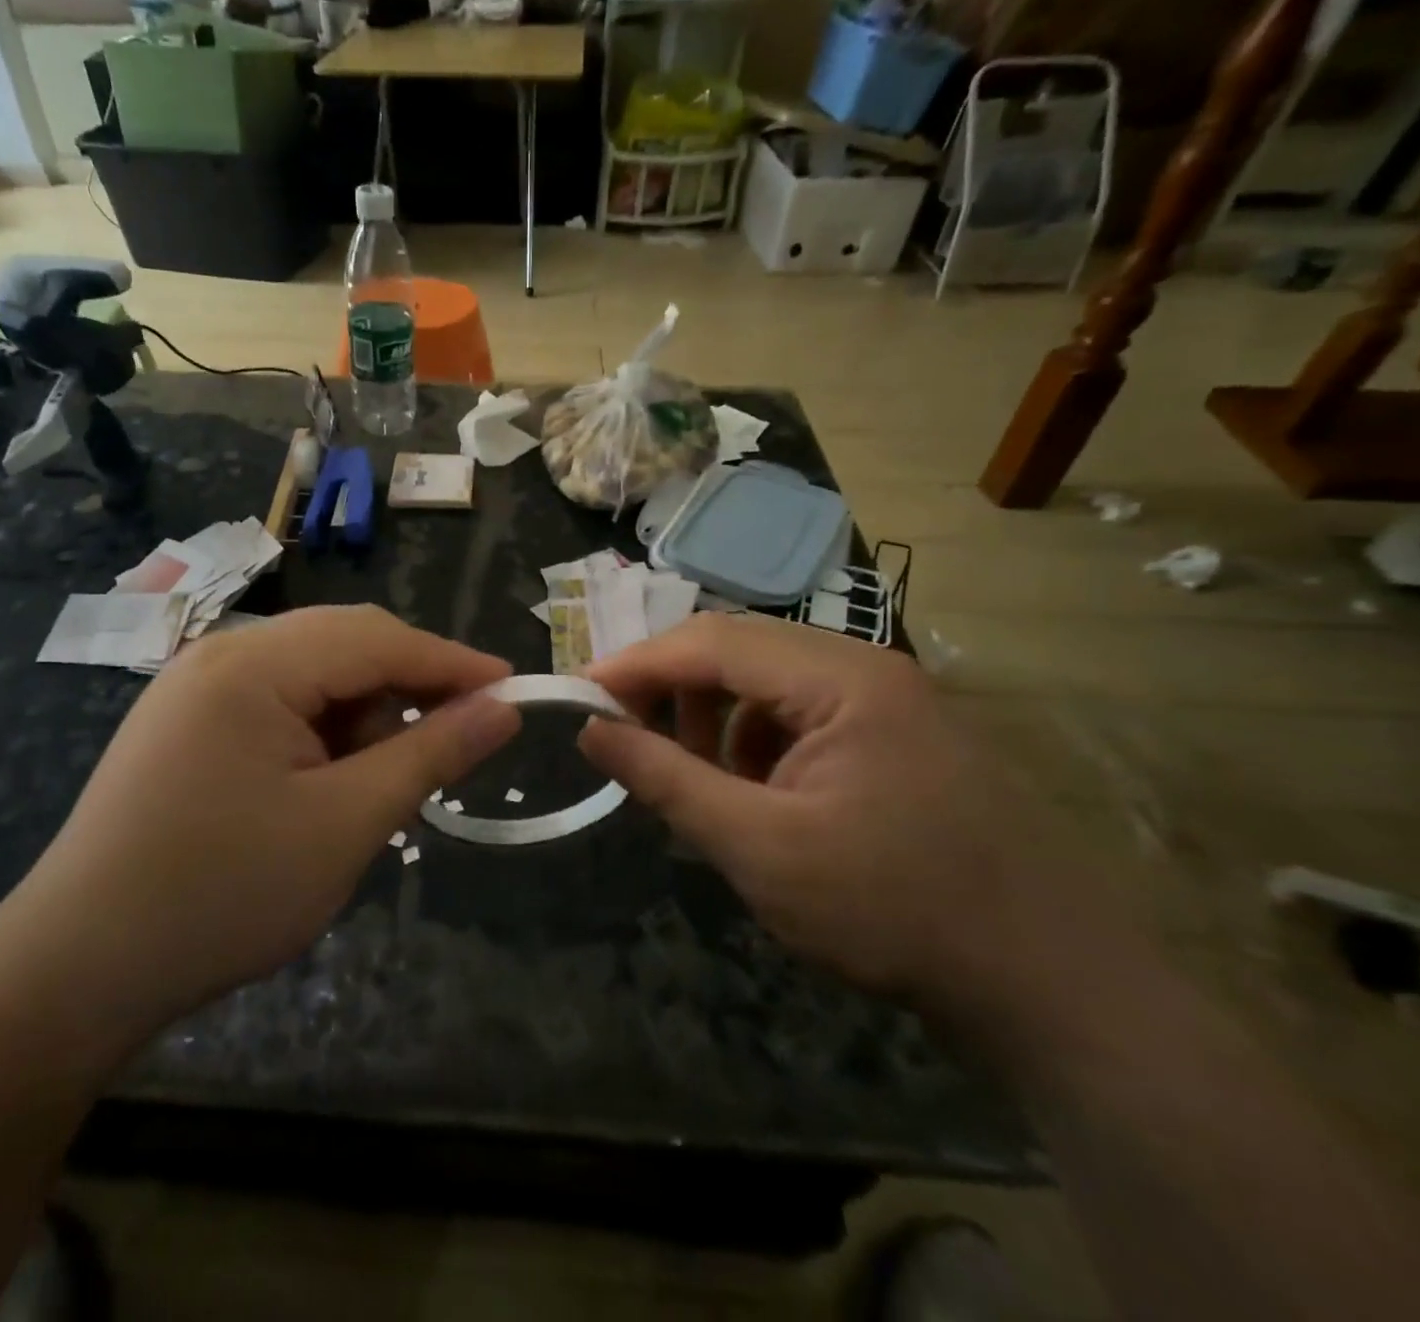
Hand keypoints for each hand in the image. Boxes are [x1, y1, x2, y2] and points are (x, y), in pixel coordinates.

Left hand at [9, 606, 518, 1024]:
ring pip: (313, 674)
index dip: (454, 663)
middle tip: (455, 743)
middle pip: (345, 644)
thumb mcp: (346, 824)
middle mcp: (222, 653)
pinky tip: (328, 783)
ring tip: (379, 785)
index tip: (514, 690)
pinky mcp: (186, 720)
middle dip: (407, 689)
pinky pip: (278, 702)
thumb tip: (502, 708)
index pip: (379, 638)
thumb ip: (430, 753)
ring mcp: (197, 685)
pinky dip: (321, 733)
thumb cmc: (223, 894)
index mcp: (254, 663)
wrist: (78, 969)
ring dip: (362, 717)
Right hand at [578, 614, 1078, 1024]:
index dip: (635, 665)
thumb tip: (591, 730)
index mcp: (839, 677)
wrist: (1047, 985)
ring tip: (691, 775)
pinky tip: (750, 793)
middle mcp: (863, 667)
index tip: (579, 695)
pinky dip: (752, 741)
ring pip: (763, 680)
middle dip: (670, 688)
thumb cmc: (892, 911)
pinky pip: (796, 712)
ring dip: (711, 717)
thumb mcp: (757, 848)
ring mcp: (883, 699)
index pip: (710, 642)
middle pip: (736, 650)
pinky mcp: (890, 734)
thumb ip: (664, 779)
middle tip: (622, 735)